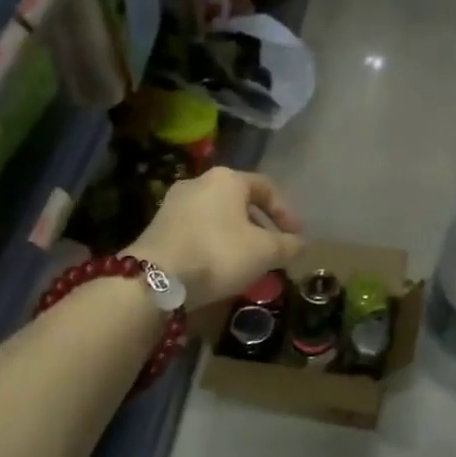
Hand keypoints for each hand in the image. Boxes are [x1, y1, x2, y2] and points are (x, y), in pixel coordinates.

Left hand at [128, 168, 303, 307]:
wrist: (155, 278)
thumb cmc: (219, 254)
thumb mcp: (265, 252)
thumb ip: (288, 245)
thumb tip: (300, 243)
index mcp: (227, 179)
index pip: (266, 187)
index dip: (286, 212)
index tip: (296, 236)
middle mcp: (199, 182)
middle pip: (239, 201)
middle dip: (260, 226)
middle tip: (273, 250)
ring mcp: (174, 203)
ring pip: (217, 216)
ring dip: (236, 236)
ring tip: (247, 262)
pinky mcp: (158, 225)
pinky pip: (197, 230)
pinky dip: (213, 243)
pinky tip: (218, 266)